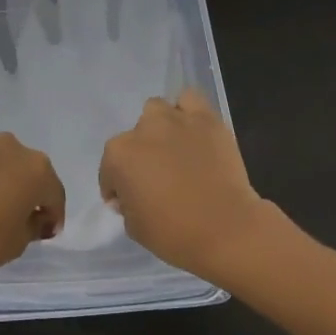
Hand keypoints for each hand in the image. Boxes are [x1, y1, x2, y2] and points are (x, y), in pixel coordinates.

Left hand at [0, 133, 66, 291]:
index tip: (45, 231)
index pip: (53, 193)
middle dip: (24, 189)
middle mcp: (10, 146)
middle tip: (14, 215)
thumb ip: (34, 225)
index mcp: (36, 169)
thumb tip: (35, 217)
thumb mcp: (18, 243)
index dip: (53, 214)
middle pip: (25, 169)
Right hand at [99, 87, 277, 285]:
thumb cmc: (174, 234)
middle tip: (156, 176)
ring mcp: (175, 120)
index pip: (109, 169)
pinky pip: (190, 100)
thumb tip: (130, 194)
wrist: (226, 229)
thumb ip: (126, 204)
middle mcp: (142, 130)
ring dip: (160, 127)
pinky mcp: (206, 119)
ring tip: (173, 148)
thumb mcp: (134, 228)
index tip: (129, 201)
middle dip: (141, 155)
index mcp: (118, 156)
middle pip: (134, 138)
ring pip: (157, 110)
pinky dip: (188, 111)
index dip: (117, 187)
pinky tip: (192, 129)